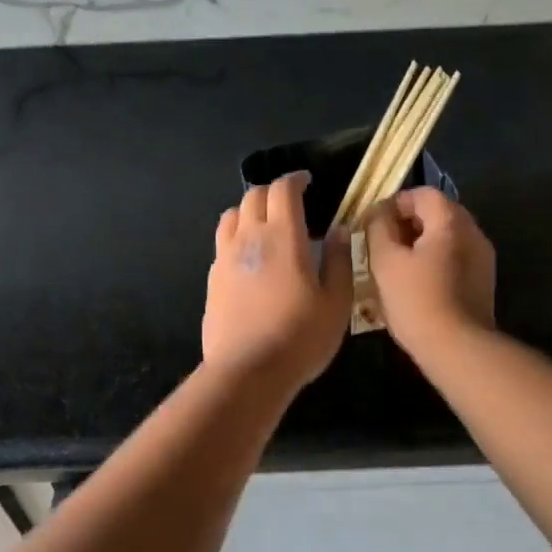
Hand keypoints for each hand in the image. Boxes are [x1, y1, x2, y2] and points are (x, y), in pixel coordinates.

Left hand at [204, 173, 353, 389]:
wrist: (248, 371)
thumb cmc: (300, 337)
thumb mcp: (336, 302)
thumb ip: (339, 260)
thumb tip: (338, 229)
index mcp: (283, 236)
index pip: (282, 190)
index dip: (295, 180)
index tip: (307, 182)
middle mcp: (249, 238)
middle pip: (253, 196)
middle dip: (273, 192)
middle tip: (291, 204)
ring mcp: (225, 258)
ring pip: (232, 215)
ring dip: (250, 210)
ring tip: (267, 226)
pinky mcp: (212, 279)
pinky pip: (222, 243)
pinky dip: (237, 236)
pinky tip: (251, 258)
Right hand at [365, 187, 495, 355]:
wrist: (457, 348)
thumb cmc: (416, 300)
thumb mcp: (385, 261)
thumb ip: (378, 228)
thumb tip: (378, 214)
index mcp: (451, 221)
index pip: (423, 194)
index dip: (395, 202)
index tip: (374, 223)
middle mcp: (473, 232)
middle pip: (438, 213)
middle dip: (408, 223)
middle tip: (382, 243)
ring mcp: (483, 258)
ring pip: (447, 237)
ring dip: (421, 243)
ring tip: (395, 265)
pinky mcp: (483, 282)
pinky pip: (455, 258)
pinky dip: (435, 260)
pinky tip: (416, 283)